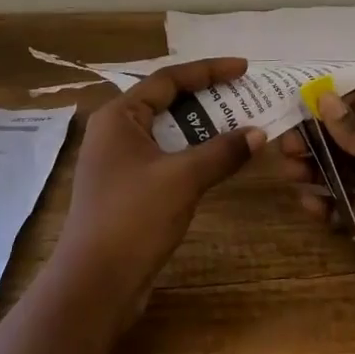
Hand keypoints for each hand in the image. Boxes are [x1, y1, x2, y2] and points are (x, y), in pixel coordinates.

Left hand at [51, 57, 264, 333]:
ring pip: (168, 132)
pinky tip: (218, 160)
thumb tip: (258, 133)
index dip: (208, 70)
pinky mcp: (128, 188)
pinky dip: (193, 153)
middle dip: (208, 99)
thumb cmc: (134, 218)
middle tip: (245, 96)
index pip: (168, 79)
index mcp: (119, 116)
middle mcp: (115, 132)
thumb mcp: (183, 178)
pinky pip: (166, 157)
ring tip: (240, 125)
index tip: (244, 69)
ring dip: (203, 128)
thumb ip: (222, 151)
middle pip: (167, 102)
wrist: (95, 284)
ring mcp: (119, 162)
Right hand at [278, 93, 354, 322]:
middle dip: (315, 141)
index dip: (330, 107)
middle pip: (345, 140)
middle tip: (284, 148)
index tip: (295, 109)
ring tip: (290, 173)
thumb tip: (324, 98)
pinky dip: (325, 204)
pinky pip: (344, 207)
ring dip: (314, 171)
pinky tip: (309, 205)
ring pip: (340, 173)